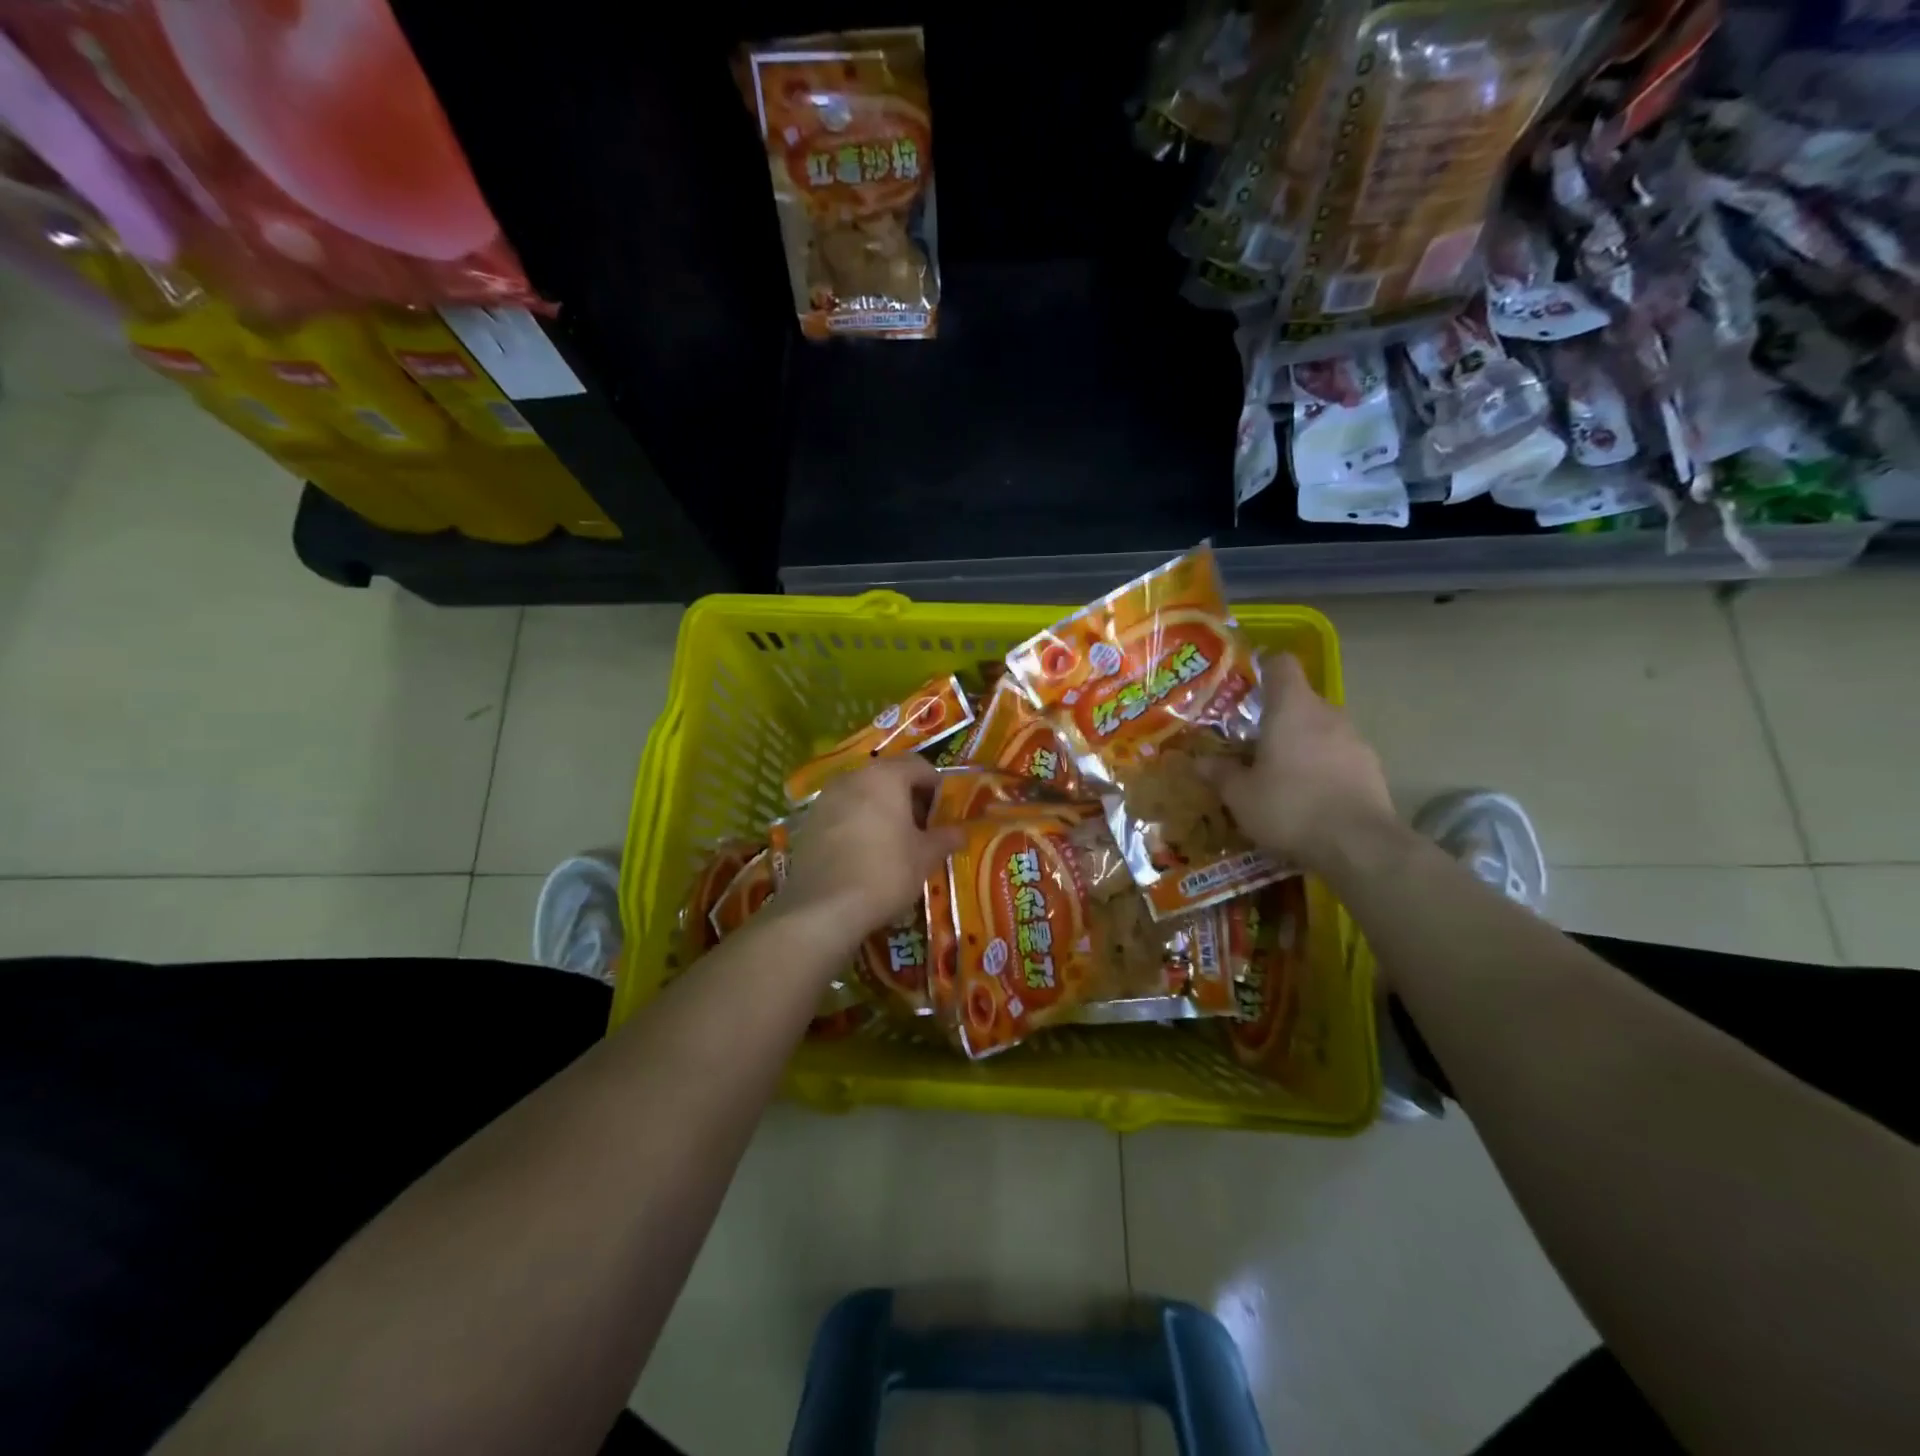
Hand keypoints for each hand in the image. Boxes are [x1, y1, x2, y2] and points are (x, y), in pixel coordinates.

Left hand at [777, 758, 963, 942]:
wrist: (823, 907)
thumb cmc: (885, 872)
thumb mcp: (924, 857)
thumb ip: (945, 838)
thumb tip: (961, 832)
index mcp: (886, 777)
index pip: (919, 766)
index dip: (936, 786)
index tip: (944, 812)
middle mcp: (853, 777)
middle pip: (888, 776)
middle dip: (908, 796)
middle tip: (922, 827)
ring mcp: (826, 797)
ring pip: (863, 793)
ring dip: (881, 808)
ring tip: (894, 840)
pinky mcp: (809, 821)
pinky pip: (842, 811)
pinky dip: (858, 822)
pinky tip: (865, 851)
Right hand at [1200, 652, 1395, 870]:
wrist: (1358, 846)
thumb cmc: (1289, 807)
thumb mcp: (1241, 795)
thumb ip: (1219, 773)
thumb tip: (1198, 761)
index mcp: (1291, 708)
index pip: (1281, 664)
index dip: (1262, 667)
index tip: (1244, 684)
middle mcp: (1327, 714)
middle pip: (1299, 699)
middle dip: (1276, 716)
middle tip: (1250, 741)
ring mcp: (1355, 739)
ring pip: (1320, 729)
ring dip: (1300, 743)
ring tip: (1278, 773)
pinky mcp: (1371, 767)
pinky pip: (1338, 755)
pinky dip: (1321, 765)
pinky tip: (1307, 795)